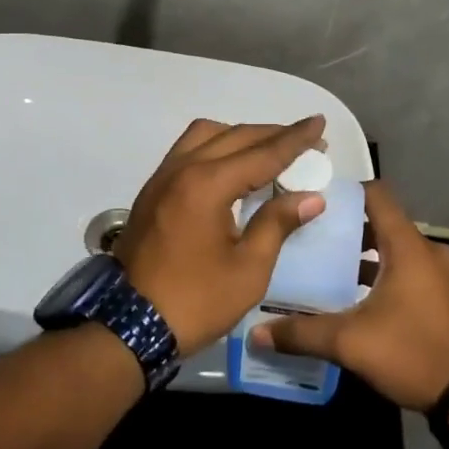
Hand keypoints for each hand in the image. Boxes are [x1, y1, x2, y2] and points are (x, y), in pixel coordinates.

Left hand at [112, 117, 327, 356]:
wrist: (129, 326)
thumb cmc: (196, 301)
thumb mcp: (248, 270)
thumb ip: (277, 224)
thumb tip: (310, 197)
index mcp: (208, 185)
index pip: (262, 153)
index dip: (295, 139)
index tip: (319, 122)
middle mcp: (183, 168)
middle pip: (235, 136)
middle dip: (273, 134)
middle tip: (305, 139)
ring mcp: (162, 177)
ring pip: (206, 135)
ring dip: (240, 135)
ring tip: (269, 150)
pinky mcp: (153, 190)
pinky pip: (188, 150)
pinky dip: (216, 146)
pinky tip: (233, 166)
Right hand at [251, 182, 448, 409]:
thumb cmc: (414, 353)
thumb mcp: (351, 343)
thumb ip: (302, 334)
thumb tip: (256, 333)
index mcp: (407, 246)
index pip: (377, 194)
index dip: (347, 191)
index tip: (315, 199)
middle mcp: (430, 251)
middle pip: (385, 224)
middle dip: (350, 230)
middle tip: (313, 240)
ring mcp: (447, 276)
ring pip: (400, 252)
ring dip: (370, 258)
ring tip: (333, 272)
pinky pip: (415, 273)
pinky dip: (390, 276)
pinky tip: (366, 302)